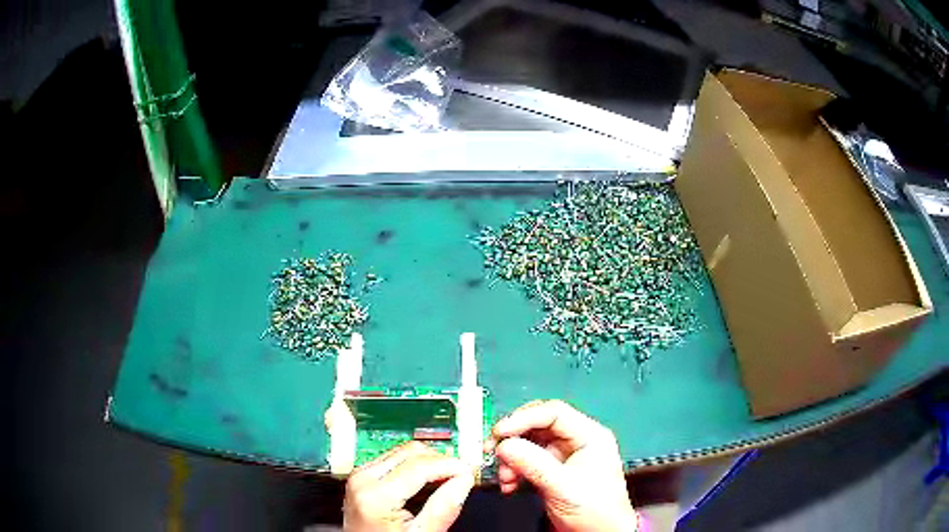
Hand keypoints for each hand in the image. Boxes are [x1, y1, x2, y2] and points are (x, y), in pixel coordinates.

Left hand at [343, 441, 474, 531]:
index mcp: (375, 495)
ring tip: (446, 480)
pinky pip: (393, 459)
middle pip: (411, 452)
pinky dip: (414, 466)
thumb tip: (464, 480)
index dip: (451, 465)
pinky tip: (427, 481)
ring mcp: (360, 476)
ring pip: (403, 451)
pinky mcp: (362, 476)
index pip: (421, 465)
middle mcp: (363, 479)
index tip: (470, 471)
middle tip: (461, 476)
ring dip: (428, 462)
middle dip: (441, 461)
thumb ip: (443, 508)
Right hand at [486, 400, 639, 531]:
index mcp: (590, 435)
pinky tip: (510, 485)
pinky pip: (527, 461)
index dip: (524, 418)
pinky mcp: (553, 470)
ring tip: (506, 478)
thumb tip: (504, 445)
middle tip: (492, 450)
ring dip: (511, 459)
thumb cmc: (594, 510)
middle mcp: (577, 440)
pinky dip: (514, 470)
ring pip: (529, 443)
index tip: (499, 432)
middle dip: (514, 439)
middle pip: (538, 425)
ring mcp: (564, 455)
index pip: (554, 413)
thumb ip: (534, 465)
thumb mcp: (563, 487)